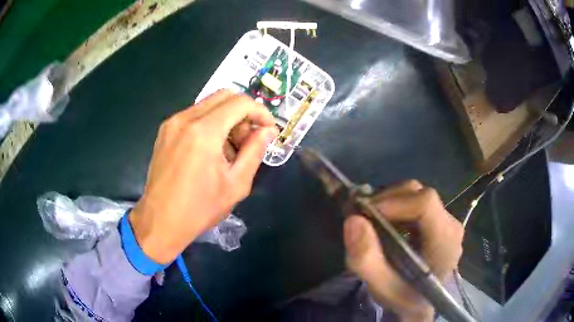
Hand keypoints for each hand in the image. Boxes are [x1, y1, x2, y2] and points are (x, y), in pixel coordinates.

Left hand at [129, 90, 277, 263]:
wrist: (160, 221)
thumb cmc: (200, 209)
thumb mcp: (236, 184)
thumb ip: (255, 151)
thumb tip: (267, 131)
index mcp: (204, 131)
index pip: (240, 102)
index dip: (260, 112)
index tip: (269, 130)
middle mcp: (185, 118)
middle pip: (224, 96)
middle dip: (243, 113)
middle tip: (248, 139)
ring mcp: (172, 123)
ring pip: (209, 104)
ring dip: (226, 118)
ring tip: (229, 149)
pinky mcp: (165, 131)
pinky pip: (194, 115)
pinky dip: (210, 124)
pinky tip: (210, 150)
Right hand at [343, 180, 463, 320]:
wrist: (421, 304)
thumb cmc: (405, 298)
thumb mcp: (381, 287)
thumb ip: (366, 259)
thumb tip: (353, 220)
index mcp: (445, 240)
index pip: (425, 203)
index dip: (394, 202)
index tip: (366, 213)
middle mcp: (450, 224)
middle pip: (420, 194)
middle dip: (387, 200)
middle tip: (363, 217)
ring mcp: (446, 221)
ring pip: (416, 194)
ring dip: (390, 202)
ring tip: (372, 221)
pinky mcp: (438, 221)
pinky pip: (415, 202)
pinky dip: (395, 207)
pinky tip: (385, 223)